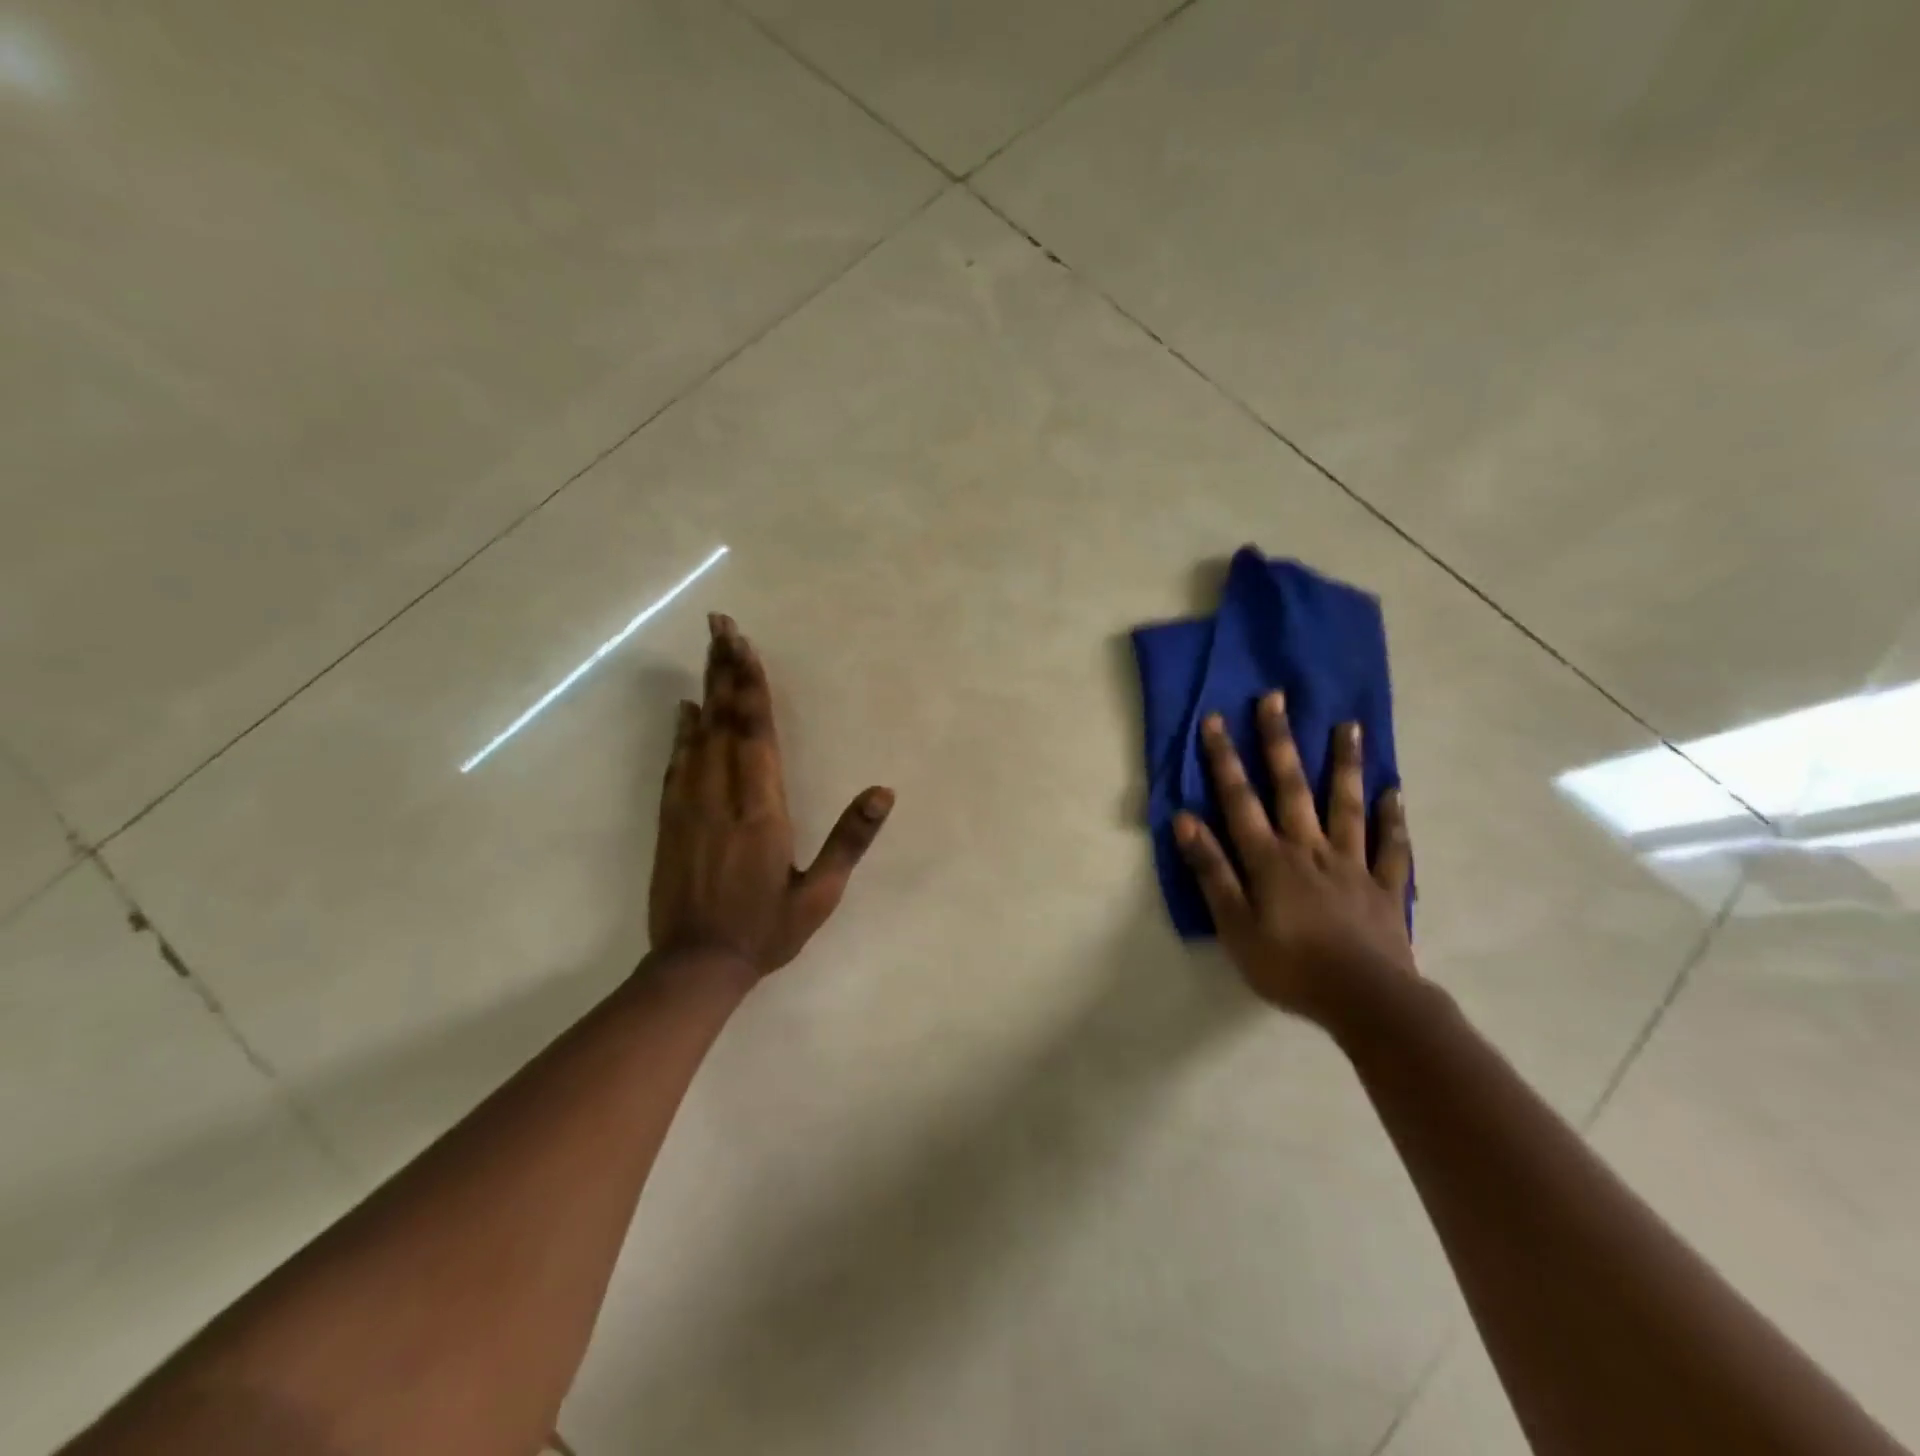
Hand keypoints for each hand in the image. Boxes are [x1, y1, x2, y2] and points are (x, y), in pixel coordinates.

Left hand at [648, 613, 892, 978]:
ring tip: (710, 650)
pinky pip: (677, 763)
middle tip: (721, 624)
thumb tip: (883, 793)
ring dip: (706, 689)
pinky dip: (682, 731)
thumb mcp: (819, 894)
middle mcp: (723, 796)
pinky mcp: (670, 819)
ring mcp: (690, 805)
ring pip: (699, 734)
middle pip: (725, 720)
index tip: (744, 645)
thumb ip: (849, 839)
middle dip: (726, 669)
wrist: (694, 966)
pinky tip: (685, 710)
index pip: (756, 733)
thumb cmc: (764, 931)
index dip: (751, 686)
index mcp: (762, 810)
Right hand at [1174, 694, 1415, 1029]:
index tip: (1215, 719)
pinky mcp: (1385, 887)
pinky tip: (1395, 791)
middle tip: (1276, 698)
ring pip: (1347, 804)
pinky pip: (1391, 846)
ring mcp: (1353, 864)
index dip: (1224, 759)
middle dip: (1279, 742)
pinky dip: (1393, 818)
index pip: (1240, 799)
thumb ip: (1211, 870)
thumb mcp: (1234, 925)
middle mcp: (1310, 848)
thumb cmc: (1289, 966)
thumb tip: (1185, 819)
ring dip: (1344, 764)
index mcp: (1270, 859)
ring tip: (1347, 726)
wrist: (1366, 1001)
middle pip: (1292, 787)